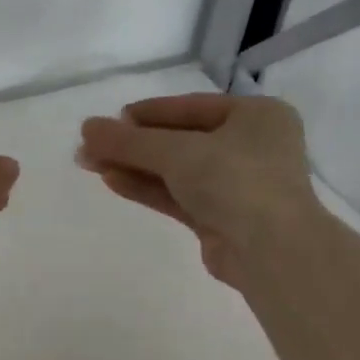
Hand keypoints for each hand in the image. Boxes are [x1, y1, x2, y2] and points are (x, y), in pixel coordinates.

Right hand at [78, 93, 318, 282]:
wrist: (273, 252)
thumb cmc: (235, 180)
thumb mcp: (176, 151)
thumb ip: (128, 140)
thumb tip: (86, 128)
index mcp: (256, 116)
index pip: (190, 107)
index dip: (148, 112)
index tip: (111, 118)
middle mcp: (251, 146)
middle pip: (180, 139)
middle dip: (133, 143)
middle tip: (90, 144)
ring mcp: (238, 185)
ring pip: (176, 169)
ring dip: (134, 165)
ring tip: (89, 162)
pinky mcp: (223, 218)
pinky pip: (178, 194)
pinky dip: (147, 187)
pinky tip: (111, 180)